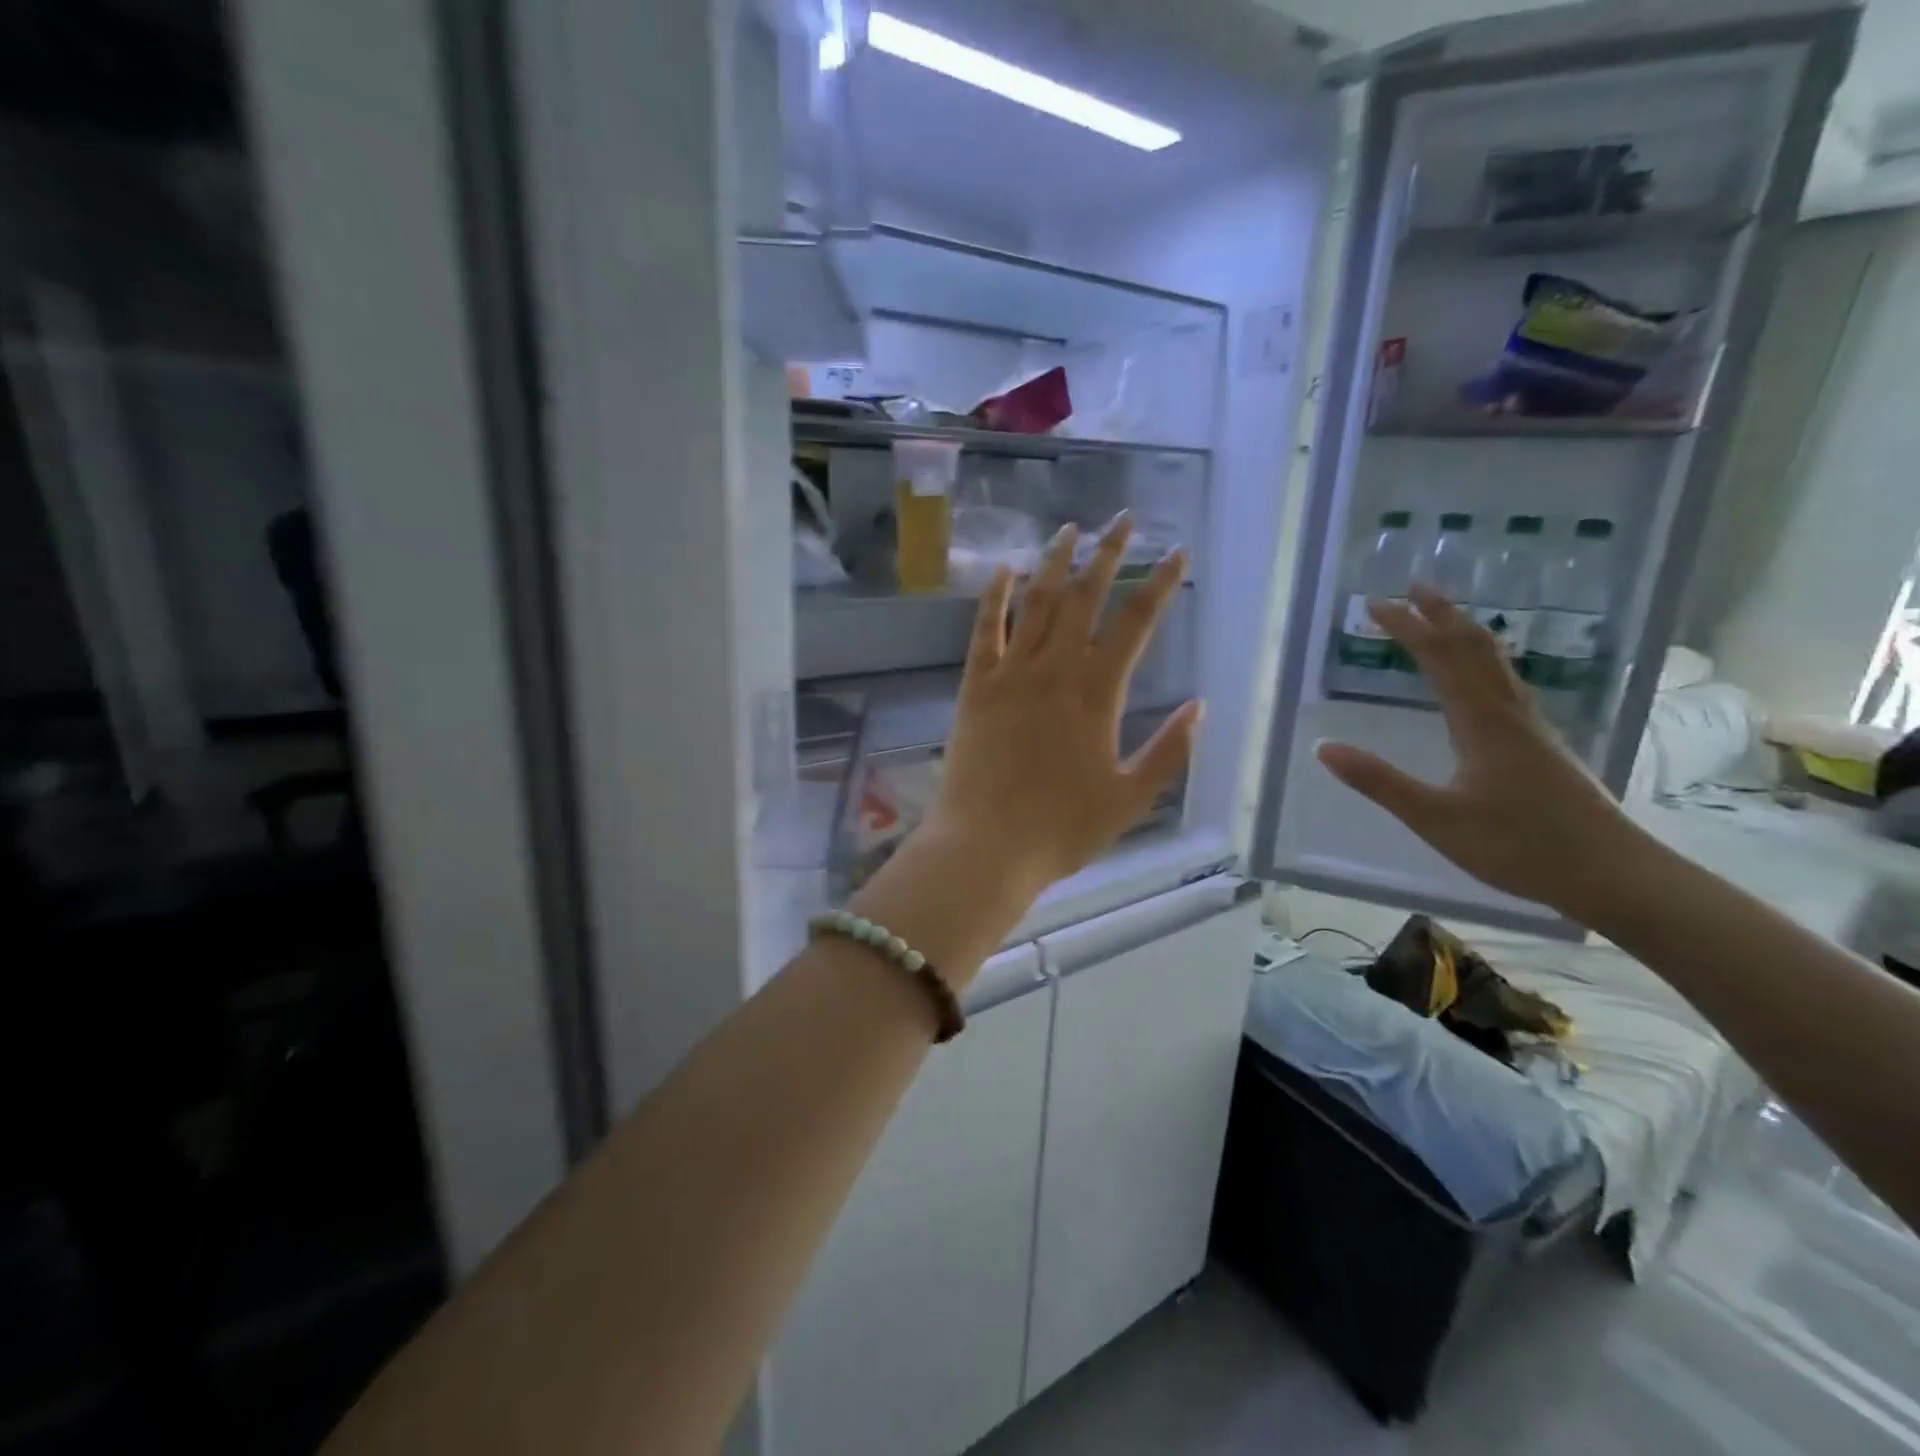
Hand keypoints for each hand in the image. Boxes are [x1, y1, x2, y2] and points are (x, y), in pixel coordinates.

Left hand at [927, 514, 1200, 893]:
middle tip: (1124, 520)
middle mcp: (1055, 671)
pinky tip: (1005, 569)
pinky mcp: (975, 686)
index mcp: (1098, 696)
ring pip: (1036, 604)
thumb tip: (1201, 706)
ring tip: (1071, 529)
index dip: (1159, 584)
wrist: (986, 847)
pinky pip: (985, 631)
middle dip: (1108, 555)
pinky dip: (995, 597)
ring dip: (1054, 562)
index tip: (1177, 553)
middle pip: (1085, 598)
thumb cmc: (1062, 829)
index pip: (1136, 624)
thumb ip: (1170, 751)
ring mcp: (1011, 674)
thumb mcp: (1131, 799)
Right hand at [1315, 585, 1643, 917]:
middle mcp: (1509, 714)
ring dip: (1467, 632)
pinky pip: (1507, 684)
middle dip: (1443, 615)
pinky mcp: (1542, 745)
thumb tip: (1323, 747)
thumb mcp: (1435, 818)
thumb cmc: (1519, 846)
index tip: (1377, 604)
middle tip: (1416, 586)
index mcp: (1481, 723)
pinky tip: (1484, 675)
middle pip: (1476, 649)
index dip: (1408, 628)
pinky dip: (1485, 661)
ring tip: (1446, 616)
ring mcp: (1532, 728)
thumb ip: (1379, 781)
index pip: (1440, 659)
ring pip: (1497, 664)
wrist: (1614, 875)